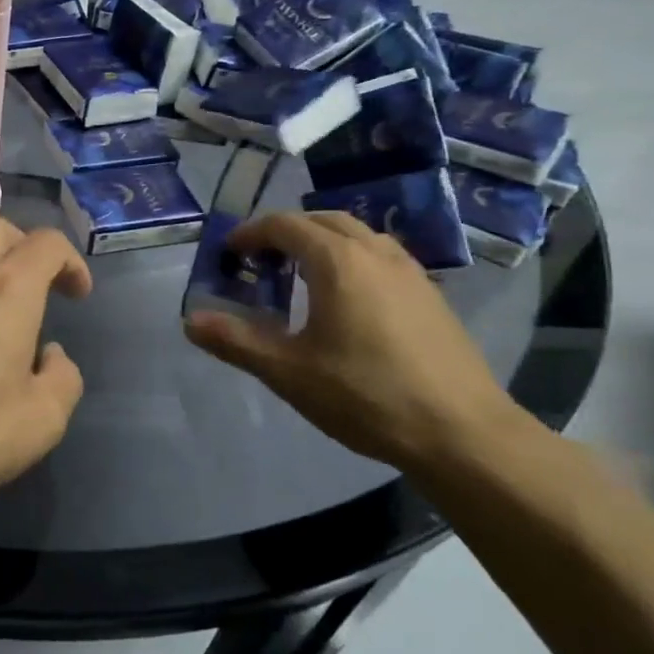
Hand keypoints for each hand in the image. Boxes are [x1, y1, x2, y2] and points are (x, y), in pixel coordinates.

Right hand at [183, 211, 531, 472]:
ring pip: (358, 236)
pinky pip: (381, 258)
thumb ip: (236, 341)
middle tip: (261, 259)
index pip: (285, 225)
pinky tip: (348, 301)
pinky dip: (352, 260)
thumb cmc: (367, 396)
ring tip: (301, 275)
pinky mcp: (431, 296)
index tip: (229, 252)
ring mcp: (410, 272)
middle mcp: (375, 253)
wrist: (464, 433)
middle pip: (323, 220)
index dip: (251, 232)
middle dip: (286, 231)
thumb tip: (190, 321)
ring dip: (323, 242)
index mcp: (338, 261)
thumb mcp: (289, 372)